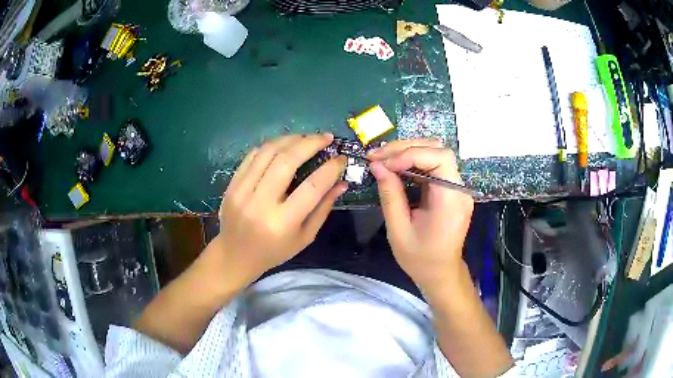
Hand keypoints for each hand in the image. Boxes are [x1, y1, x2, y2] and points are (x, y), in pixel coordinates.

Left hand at [213, 134, 346, 284]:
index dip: (330, 169)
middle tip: (326, 137)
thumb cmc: (274, 251)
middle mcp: (260, 203)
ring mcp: (242, 191)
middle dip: (310, 143)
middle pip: (286, 161)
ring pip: (268, 152)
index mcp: (282, 223)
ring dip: (291, 139)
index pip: (312, 187)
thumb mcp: (304, 237)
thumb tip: (342, 182)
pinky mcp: (232, 184)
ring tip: (306, 138)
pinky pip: (253, 155)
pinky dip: (271, 146)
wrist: (235, 255)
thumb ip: (323, 209)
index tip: (341, 158)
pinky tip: (284, 145)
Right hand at [368, 139, 473, 289]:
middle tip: (377, 155)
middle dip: (405, 147)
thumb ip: (390, 195)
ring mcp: (457, 187)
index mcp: (451, 199)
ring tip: (382, 158)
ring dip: (408, 151)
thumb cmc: (420, 258)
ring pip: (435, 153)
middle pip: (437, 149)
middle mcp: (459, 188)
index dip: (409, 154)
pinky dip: (413, 161)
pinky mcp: (450, 189)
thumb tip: (377, 165)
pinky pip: (434, 165)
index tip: (383, 164)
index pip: (439, 158)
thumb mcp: (399, 229)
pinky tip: (395, 166)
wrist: (440, 273)